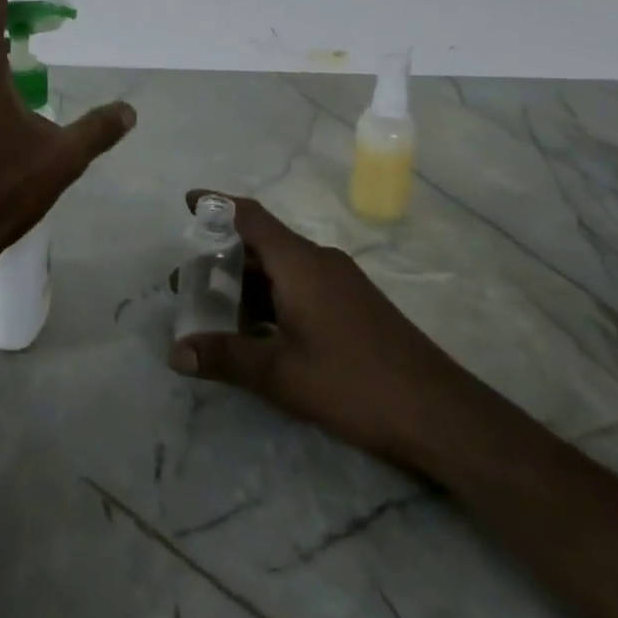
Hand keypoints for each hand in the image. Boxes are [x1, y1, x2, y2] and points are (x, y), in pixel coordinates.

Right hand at [167, 191, 477, 468]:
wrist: (442, 414)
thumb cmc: (355, 384)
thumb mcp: (281, 374)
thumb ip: (226, 357)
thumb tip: (175, 351)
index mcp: (300, 263)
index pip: (250, 217)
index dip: (216, 205)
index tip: (187, 202)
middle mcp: (319, 261)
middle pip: (261, 244)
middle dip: (220, 258)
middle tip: (186, 281)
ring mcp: (340, 283)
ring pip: (281, 270)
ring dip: (245, 284)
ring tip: (213, 309)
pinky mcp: (353, 306)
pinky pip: (300, 287)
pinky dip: (270, 299)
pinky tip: (257, 332)